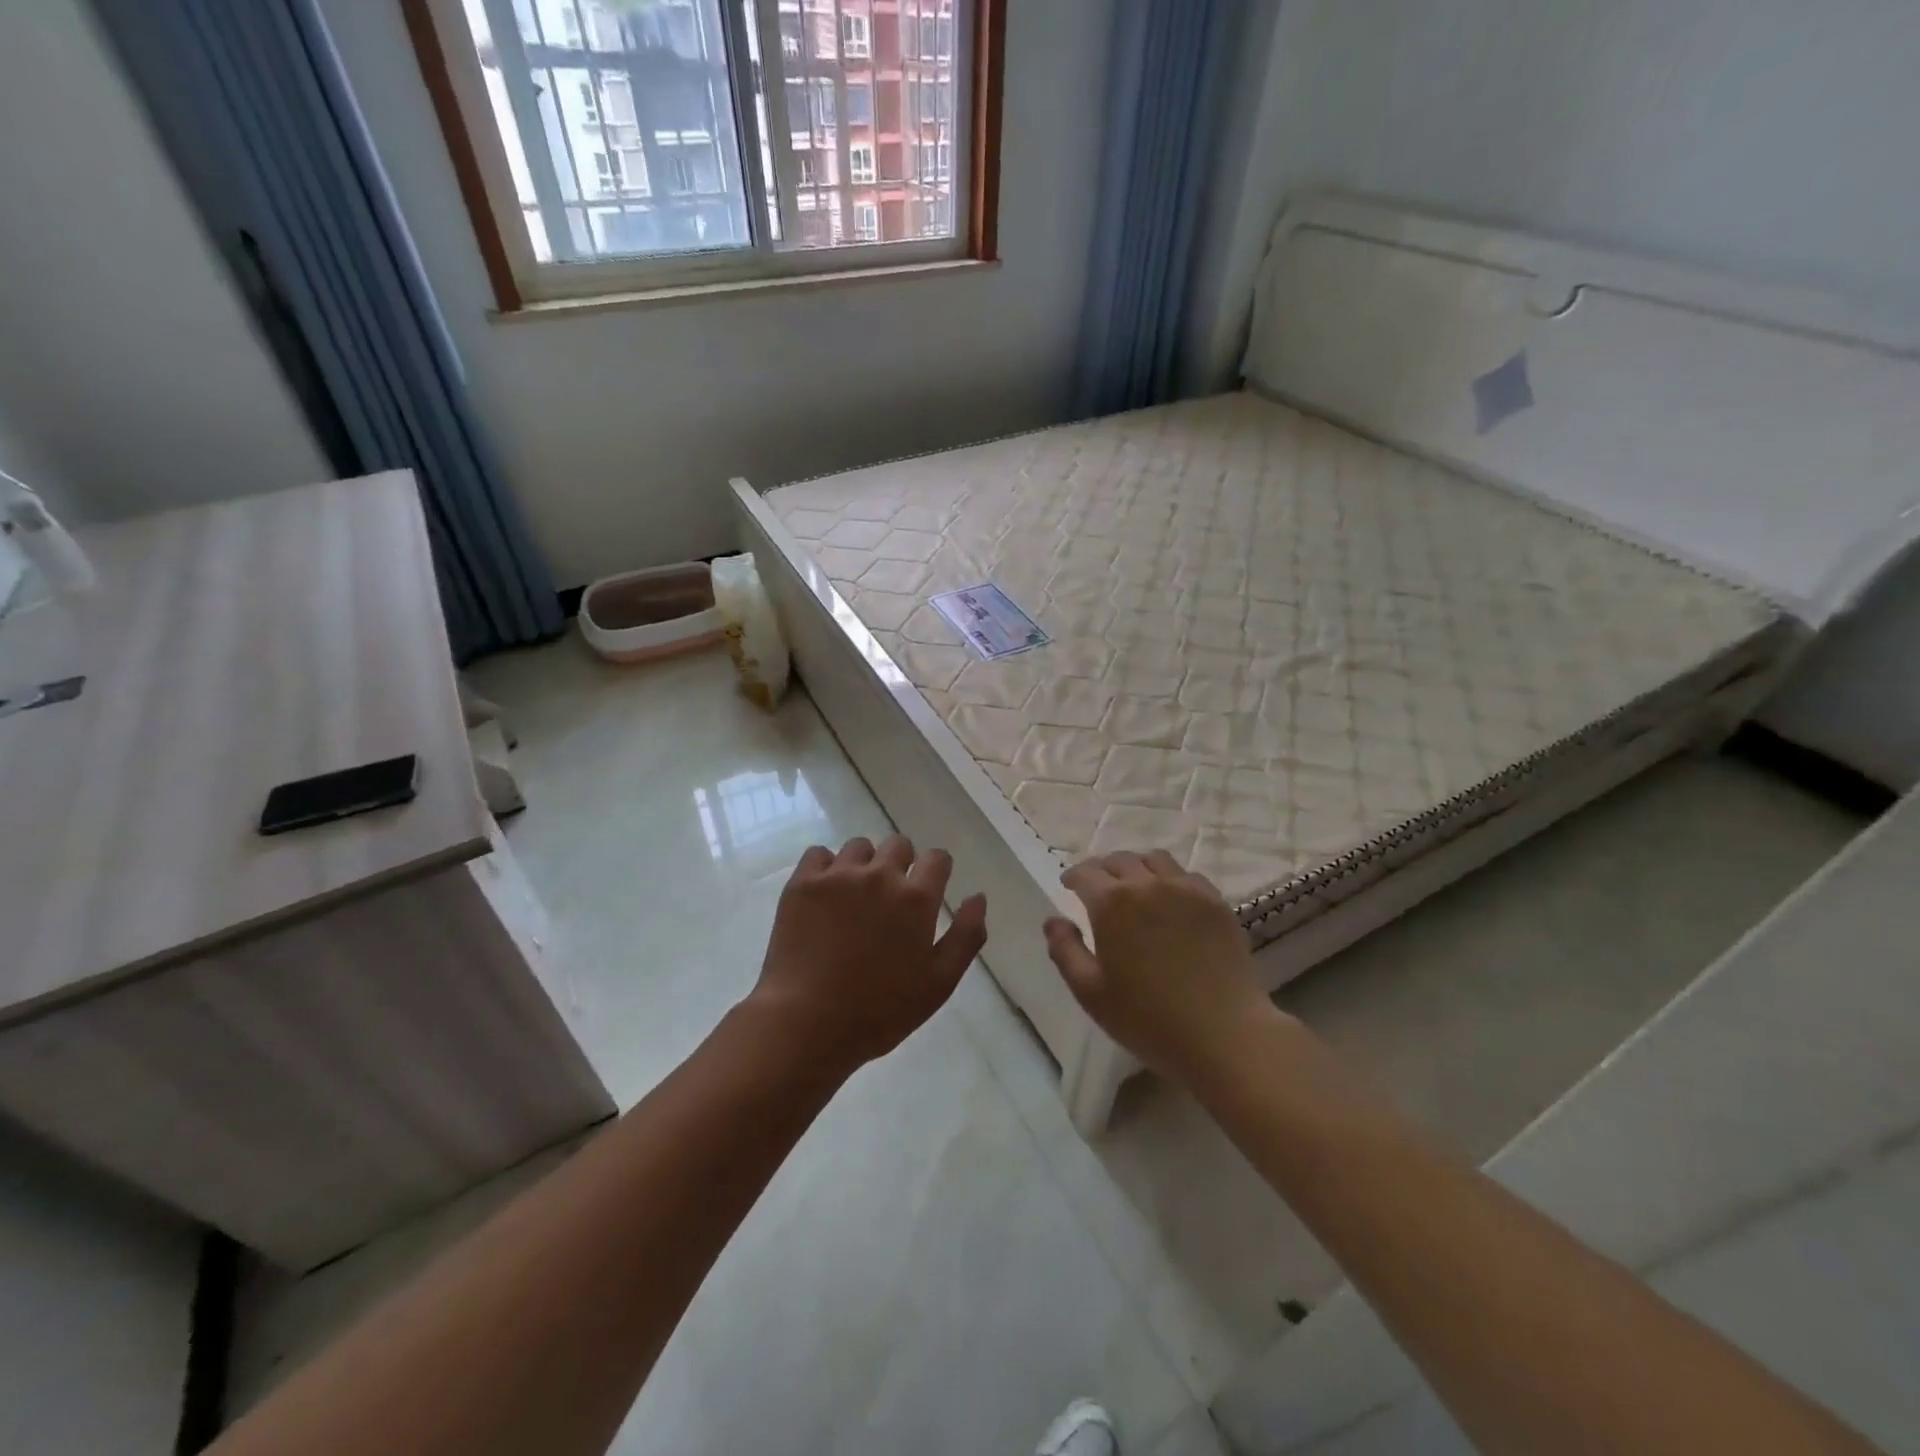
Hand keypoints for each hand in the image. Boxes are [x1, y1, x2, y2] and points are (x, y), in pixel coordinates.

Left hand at [748, 835, 986, 1075]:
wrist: (807, 1023)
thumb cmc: (880, 1011)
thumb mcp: (939, 983)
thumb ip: (966, 936)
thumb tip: (978, 896)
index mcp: (917, 898)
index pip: (937, 858)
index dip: (936, 870)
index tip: (928, 889)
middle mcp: (880, 875)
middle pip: (899, 844)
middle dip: (901, 863)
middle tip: (890, 898)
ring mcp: (838, 875)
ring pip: (860, 846)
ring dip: (864, 864)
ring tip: (855, 897)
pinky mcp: (803, 883)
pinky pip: (819, 853)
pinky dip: (825, 868)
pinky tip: (824, 895)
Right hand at [1045, 851, 1273, 1083]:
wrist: (1223, 1034)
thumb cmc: (1147, 1018)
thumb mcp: (1090, 992)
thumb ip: (1065, 950)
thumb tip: (1054, 921)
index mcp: (1111, 903)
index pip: (1085, 873)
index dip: (1073, 877)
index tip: (1068, 886)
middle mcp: (1147, 885)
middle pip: (1120, 860)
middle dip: (1103, 869)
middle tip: (1098, 887)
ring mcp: (1186, 890)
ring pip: (1155, 860)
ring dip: (1137, 867)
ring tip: (1135, 885)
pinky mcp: (1216, 903)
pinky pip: (1187, 876)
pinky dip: (1171, 879)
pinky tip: (1171, 900)